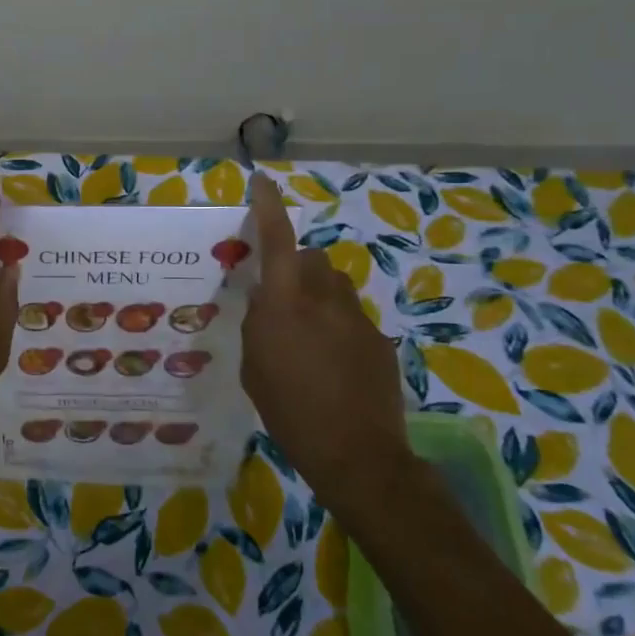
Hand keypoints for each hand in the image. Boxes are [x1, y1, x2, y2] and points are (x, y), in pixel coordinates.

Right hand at [242, 173, 408, 486]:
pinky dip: (338, 327)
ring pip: (335, 286)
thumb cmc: (289, 411)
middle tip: (281, 299)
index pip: (277, 241)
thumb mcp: (254, 367)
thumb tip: (265, 301)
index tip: (262, 181)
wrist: (356, 454)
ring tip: (308, 334)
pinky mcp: (380, 340)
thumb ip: (259, 325)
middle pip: (312, 259)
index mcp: (285, 305)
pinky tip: (333, 364)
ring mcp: (357, 319)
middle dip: (295, 268)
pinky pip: (352, 318)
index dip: (269, 207)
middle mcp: (324, 300)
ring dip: (318, 295)